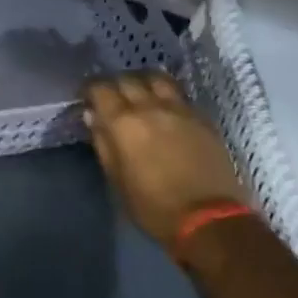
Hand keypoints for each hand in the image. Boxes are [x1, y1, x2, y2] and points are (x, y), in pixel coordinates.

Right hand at [85, 73, 244, 246]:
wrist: (210, 219)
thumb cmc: (153, 206)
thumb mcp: (117, 179)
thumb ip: (103, 143)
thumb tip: (93, 116)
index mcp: (124, 123)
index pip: (100, 88)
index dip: (90, 89)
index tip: (87, 98)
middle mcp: (151, 108)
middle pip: (128, 79)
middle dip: (115, 84)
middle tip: (111, 98)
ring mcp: (180, 110)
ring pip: (157, 79)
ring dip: (143, 82)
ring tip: (140, 94)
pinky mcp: (203, 119)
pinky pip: (179, 95)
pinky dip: (166, 94)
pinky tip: (164, 108)